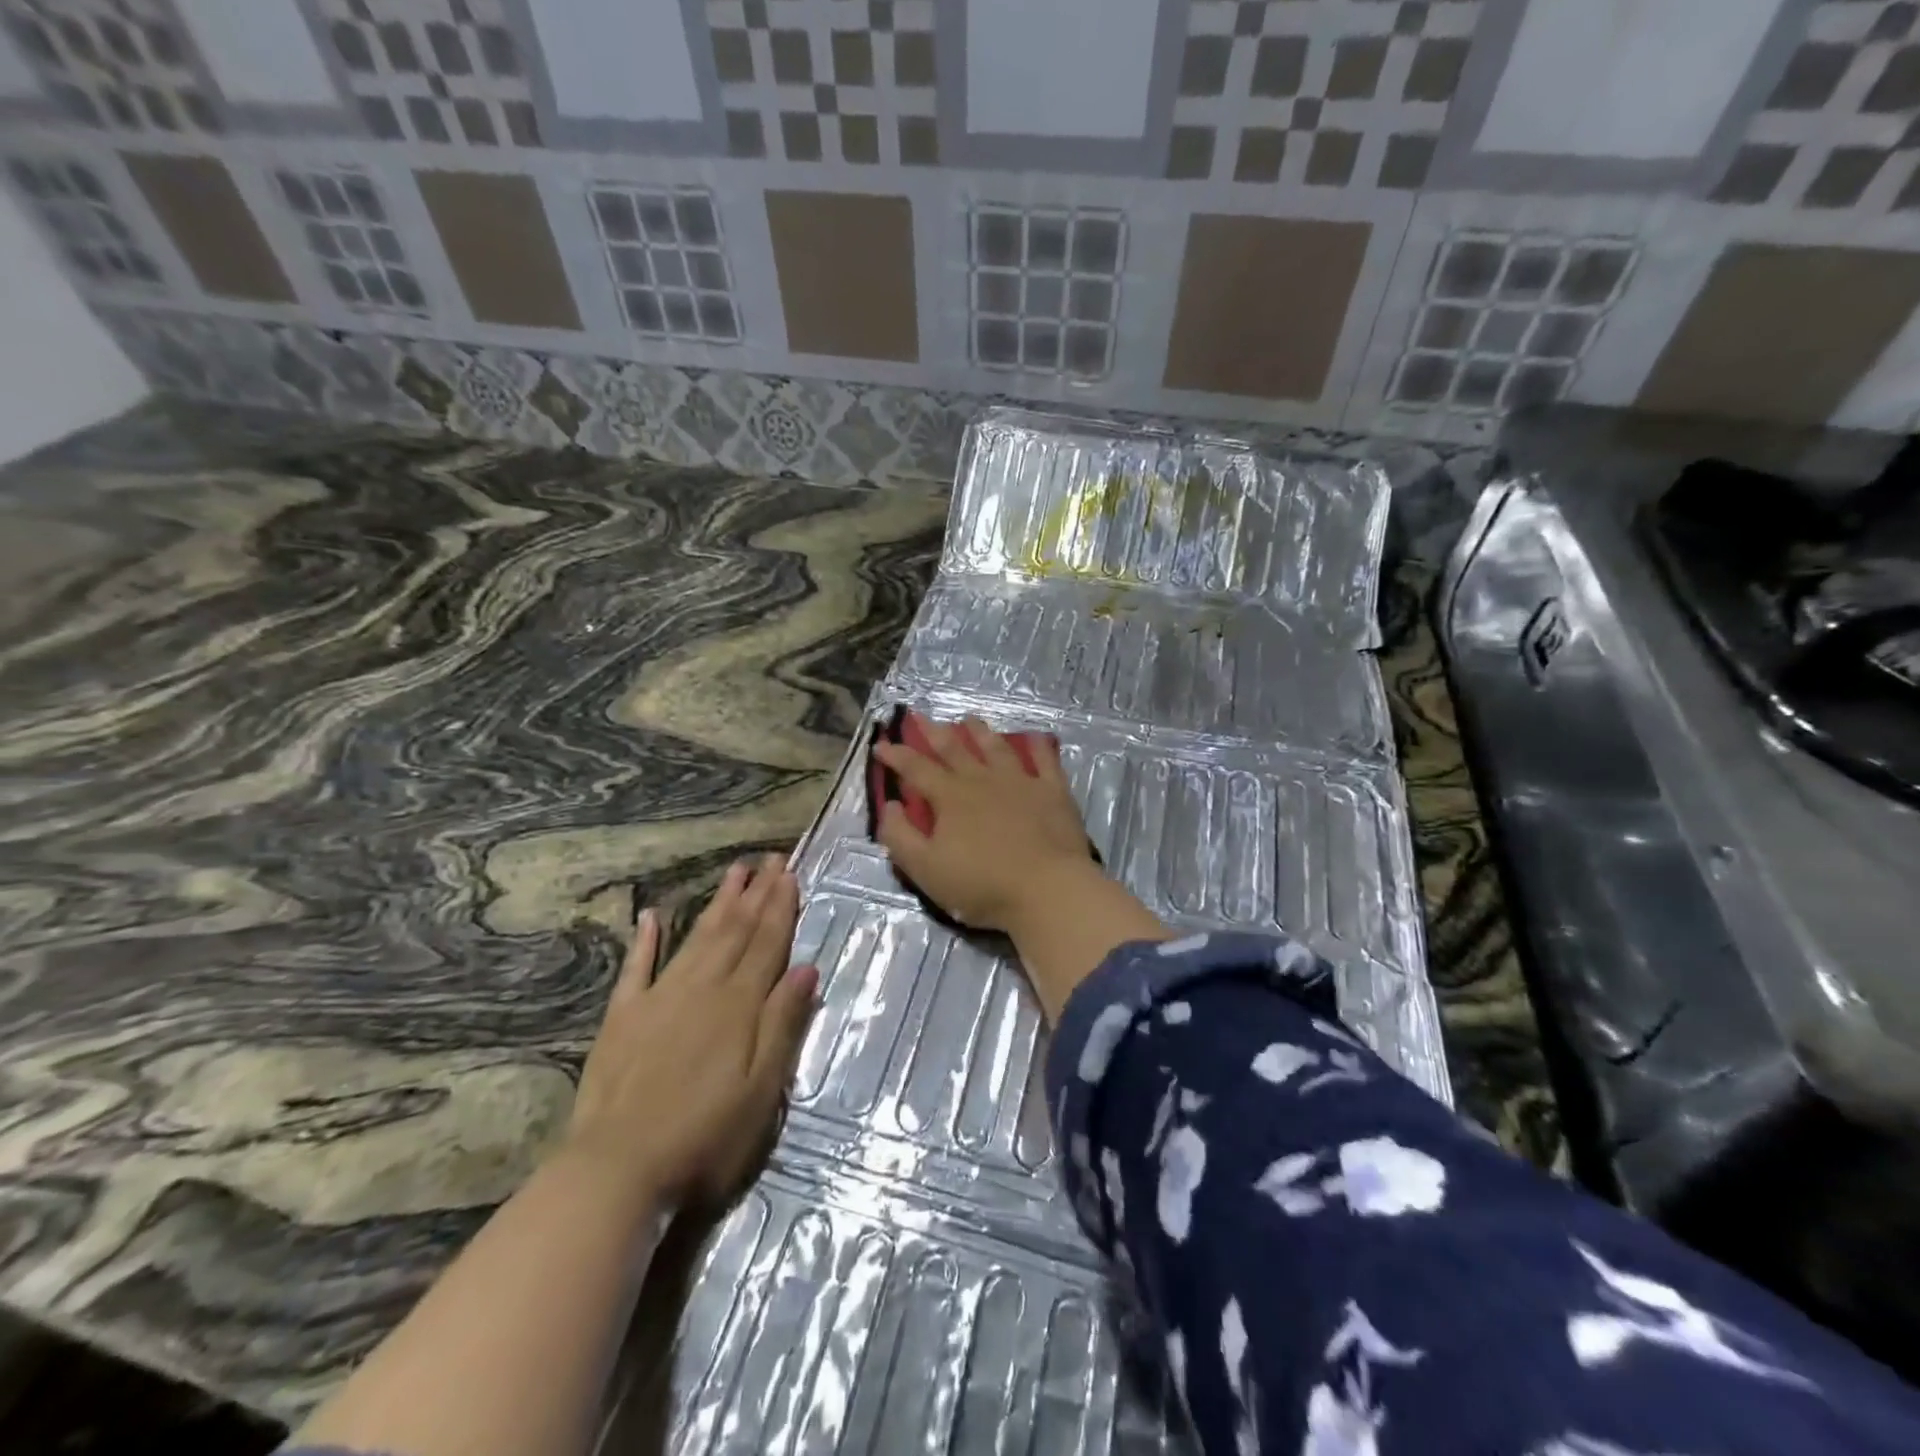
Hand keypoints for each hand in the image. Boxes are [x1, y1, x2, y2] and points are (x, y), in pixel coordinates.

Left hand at [562, 855, 816, 1212]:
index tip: (790, 873)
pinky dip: (645, 940)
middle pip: (735, 932)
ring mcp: (659, 998)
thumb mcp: (762, 1088)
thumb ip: (783, 1023)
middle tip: (771, 859)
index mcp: (739, 1005)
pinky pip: (637, 968)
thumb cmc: (704, 1136)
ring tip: (735, 872)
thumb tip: (807, 968)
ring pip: (696, 938)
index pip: (767, 944)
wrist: (617, 1170)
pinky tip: (651, 915)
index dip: (780, 907)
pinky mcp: (623, 1017)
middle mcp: (702, 988)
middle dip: (756, 894)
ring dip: (718, 904)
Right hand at [874, 717, 1096, 932]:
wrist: (1048, 890)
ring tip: (969, 720)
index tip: (881, 744)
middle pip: (954, 749)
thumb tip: (891, 804)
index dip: (896, 755)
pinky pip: (1045, 761)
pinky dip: (1038, 746)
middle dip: (933, 732)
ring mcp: (1020, 782)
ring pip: (995, 748)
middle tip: (920, 716)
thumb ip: (900, 836)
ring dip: (979, 732)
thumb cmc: (982, 884)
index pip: (916, 768)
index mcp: (950, 797)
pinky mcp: (1053, 791)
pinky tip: (1035, 738)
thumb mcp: (926, 869)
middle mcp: (983, 780)